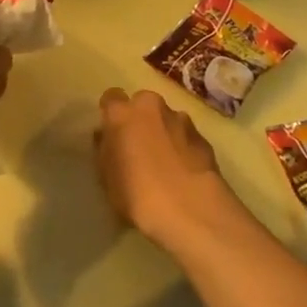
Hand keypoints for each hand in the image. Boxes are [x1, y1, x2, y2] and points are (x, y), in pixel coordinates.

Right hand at [94, 87, 238, 249]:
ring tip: (166, 163)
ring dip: (164, 132)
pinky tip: (185, 172)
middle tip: (139, 148)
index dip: (111, 114)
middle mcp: (151, 106)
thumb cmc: (138, 194)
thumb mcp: (106, 177)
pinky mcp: (202, 136)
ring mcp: (180, 118)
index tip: (112, 133)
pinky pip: (186, 136)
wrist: (190, 208)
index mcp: (122, 113)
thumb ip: (105, 149)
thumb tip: (106, 136)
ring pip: (166, 119)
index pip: (111, 98)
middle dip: (140, 120)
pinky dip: (183, 147)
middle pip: (142, 104)